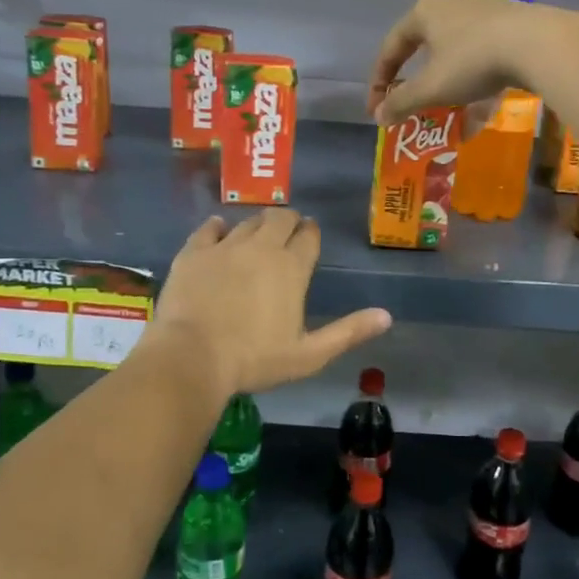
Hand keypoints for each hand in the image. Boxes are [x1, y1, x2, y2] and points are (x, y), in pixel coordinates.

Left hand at [151, 210, 390, 397]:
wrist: (192, 358)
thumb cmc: (254, 360)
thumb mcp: (309, 355)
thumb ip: (348, 332)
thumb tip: (386, 316)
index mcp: (291, 268)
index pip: (308, 237)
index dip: (311, 233)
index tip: (309, 235)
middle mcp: (261, 248)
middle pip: (279, 219)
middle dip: (288, 220)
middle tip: (287, 230)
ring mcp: (225, 247)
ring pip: (247, 222)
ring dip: (257, 224)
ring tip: (257, 232)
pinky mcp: (194, 252)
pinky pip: (209, 228)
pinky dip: (217, 227)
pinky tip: (219, 229)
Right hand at [368, 0, 578, 123]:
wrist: (538, 43)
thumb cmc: (473, 61)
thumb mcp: (432, 87)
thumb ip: (402, 102)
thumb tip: (379, 116)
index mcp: (424, 12)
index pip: (392, 48)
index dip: (380, 82)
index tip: (377, 109)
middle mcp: (452, 3)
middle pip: (426, 48)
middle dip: (419, 83)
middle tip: (414, 106)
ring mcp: (485, 9)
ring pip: (458, 54)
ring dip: (451, 86)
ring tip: (451, 114)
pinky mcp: (513, 22)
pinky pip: (486, 56)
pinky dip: (479, 84)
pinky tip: (483, 110)